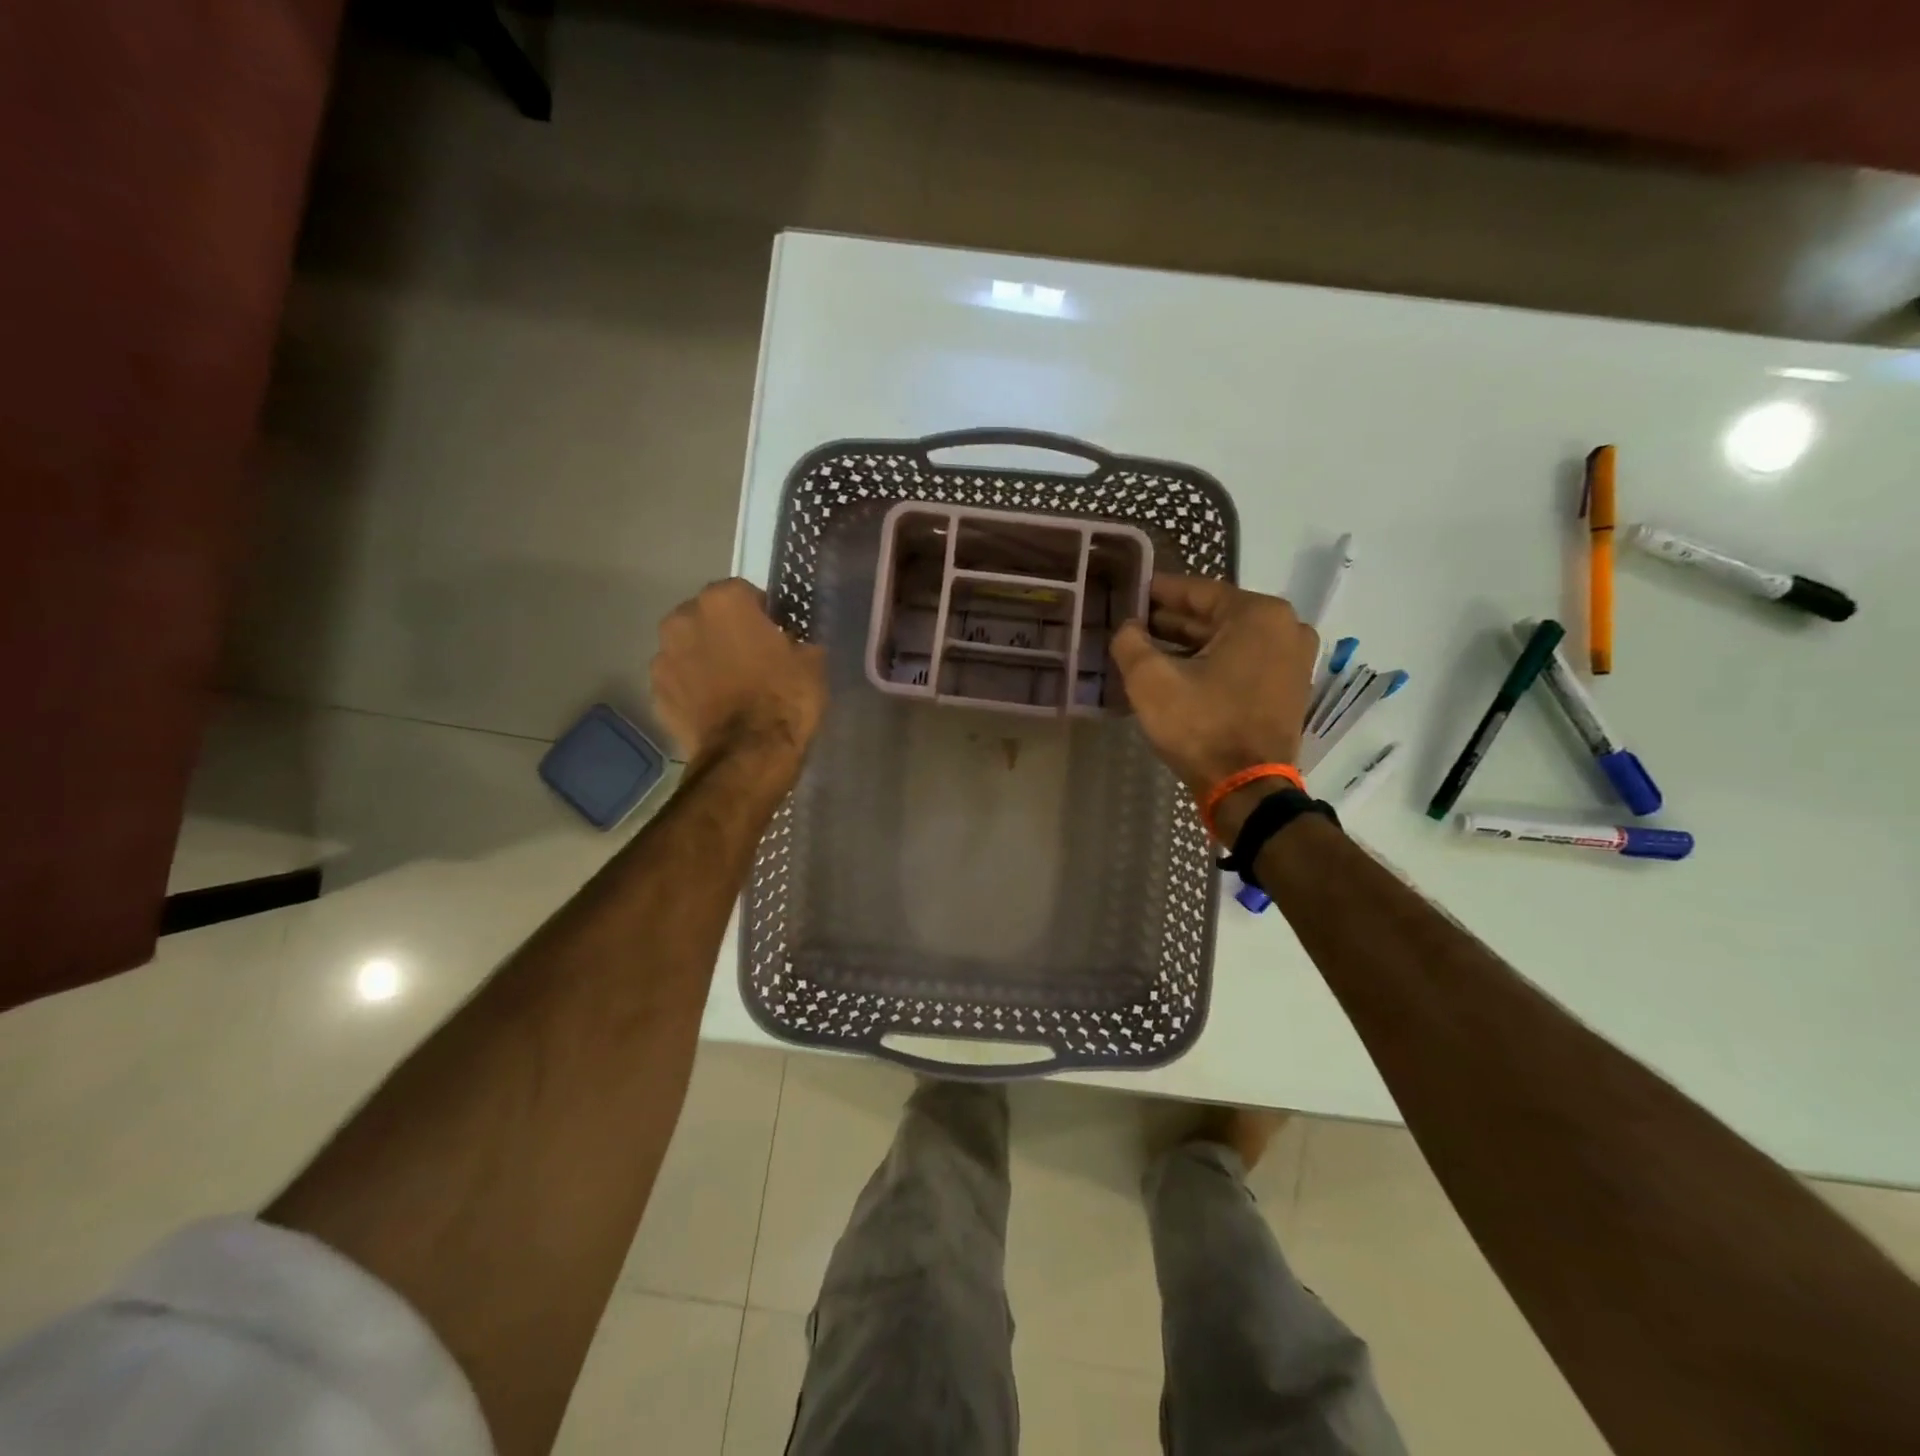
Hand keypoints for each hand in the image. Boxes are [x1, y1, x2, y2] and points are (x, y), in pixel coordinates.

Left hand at [650, 580, 825, 775]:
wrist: (749, 754)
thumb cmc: (785, 697)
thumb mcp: (811, 661)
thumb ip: (794, 640)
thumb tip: (788, 643)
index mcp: (724, 601)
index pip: (744, 593)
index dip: (761, 613)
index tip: (775, 635)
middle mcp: (683, 618)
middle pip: (707, 617)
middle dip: (726, 632)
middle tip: (751, 659)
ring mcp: (663, 656)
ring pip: (688, 648)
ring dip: (704, 658)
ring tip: (730, 686)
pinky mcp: (656, 692)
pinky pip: (678, 681)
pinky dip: (692, 689)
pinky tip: (714, 708)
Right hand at [1108, 575, 1317, 799]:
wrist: (1247, 789)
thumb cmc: (1202, 727)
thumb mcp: (1151, 681)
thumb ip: (1130, 642)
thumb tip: (1128, 627)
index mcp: (1259, 614)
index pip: (1197, 591)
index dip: (1157, 592)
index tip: (1129, 591)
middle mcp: (1285, 628)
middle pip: (1215, 616)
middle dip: (1171, 621)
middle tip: (1132, 623)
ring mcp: (1293, 659)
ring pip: (1228, 641)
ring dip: (1188, 645)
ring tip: (1146, 649)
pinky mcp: (1288, 688)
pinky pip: (1243, 662)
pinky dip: (1211, 664)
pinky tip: (1177, 671)